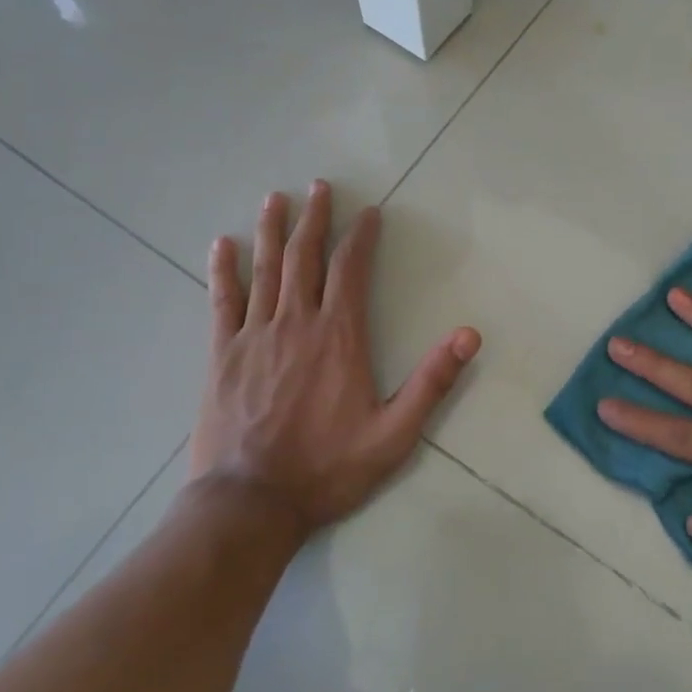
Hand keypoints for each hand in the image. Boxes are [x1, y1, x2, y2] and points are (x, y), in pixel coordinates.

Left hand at [190, 181, 481, 538]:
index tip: (367, 212)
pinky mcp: (222, 354)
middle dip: (314, 218)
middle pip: (305, 257)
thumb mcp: (394, 434)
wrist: (250, 504)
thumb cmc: (327, 469)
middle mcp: (296, 323)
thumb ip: (432, 383)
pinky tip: (222, 245)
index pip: (350, 269)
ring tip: (276, 198)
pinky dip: (222, 269)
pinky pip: (222, 300)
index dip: (360, 236)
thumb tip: (470, 335)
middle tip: (319, 187)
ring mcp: (254, 335)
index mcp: (338, 336)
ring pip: (265, 269)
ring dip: (272, 230)